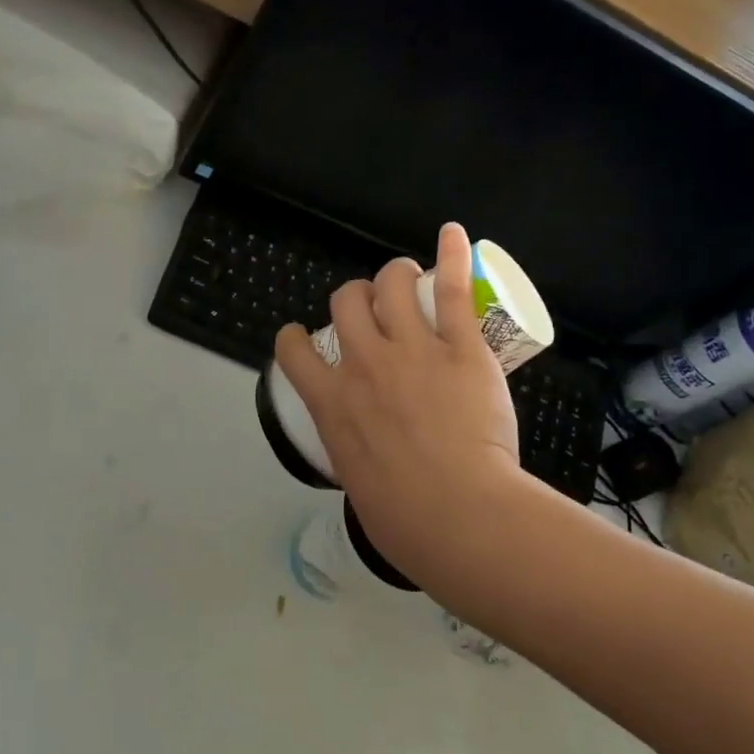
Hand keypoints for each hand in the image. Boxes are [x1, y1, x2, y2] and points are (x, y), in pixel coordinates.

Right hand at [274, 223, 520, 574]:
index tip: (306, 338)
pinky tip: (451, 234)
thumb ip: (356, 456)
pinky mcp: (459, 347)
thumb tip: (368, 460)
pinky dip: (451, 254)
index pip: (293, 349)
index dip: (296, 336)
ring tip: (407, 278)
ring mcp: (411, 350)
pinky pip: (451, 289)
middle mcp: (363, 364)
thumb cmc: (404, 520)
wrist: (457, 514)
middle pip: (345, 302)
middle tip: (374, 309)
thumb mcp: (356, 484)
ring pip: (390, 284)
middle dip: (355, 297)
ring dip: (394, 275)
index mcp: (330, 402)